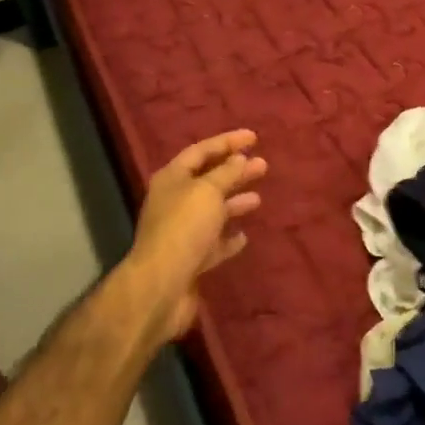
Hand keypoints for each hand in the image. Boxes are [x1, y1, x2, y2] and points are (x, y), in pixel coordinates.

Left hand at [124, 129, 266, 343]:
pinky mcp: (190, 259)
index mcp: (172, 179)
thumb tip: (239, 158)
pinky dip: (227, 238)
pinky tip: (243, 237)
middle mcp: (174, 201)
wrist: (161, 286)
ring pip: (212, 211)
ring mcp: (181, 232)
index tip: (254, 138)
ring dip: (234, 203)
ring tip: (258, 199)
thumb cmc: (184, 228)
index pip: (201, 151)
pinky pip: (212, 243)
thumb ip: (226, 173)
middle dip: (235, 172)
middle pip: (209, 180)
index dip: (227, 142)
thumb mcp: (208, 191)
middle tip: (263, 166)